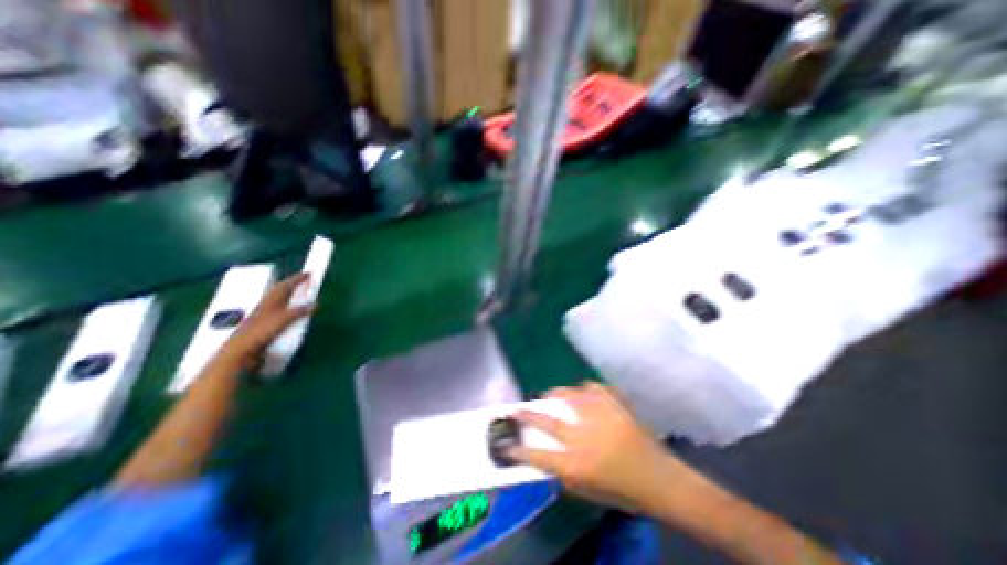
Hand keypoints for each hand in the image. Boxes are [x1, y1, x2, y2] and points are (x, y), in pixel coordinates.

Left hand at [221, 272, 313, 368]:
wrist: (239, 352)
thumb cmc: (260, 332)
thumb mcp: (284, 320)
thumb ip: (300, 311)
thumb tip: (315, 304)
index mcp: (270, 300)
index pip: (286, 285)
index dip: (298, 279)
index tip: (309, 273)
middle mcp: (266, 305)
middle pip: (280, 291)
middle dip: (291, 285)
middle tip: (304, 282)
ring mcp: (263, 316)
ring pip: (278, 301)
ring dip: (288, 296)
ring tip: (299, 295)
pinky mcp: (263, 326)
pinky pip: (278, 312)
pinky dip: (286, 309)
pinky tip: (290, 314)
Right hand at [512, 383, 702, 514]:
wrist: (659, 478)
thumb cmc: (622, 490)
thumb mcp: (586, 490)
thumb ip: (561, 472)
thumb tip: (542, 454)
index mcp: (575, 463)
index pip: (536, 454)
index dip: (518, 448)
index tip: (507, 443)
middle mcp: (582, 436)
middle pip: (546, 419)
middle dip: (527, 413)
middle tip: (517, 409)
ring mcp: (598, 414)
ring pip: (566, 395)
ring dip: (555, 396)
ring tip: (552, 397)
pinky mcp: (613, 401)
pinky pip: (590, 387)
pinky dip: (584, 391)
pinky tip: (585, 396)